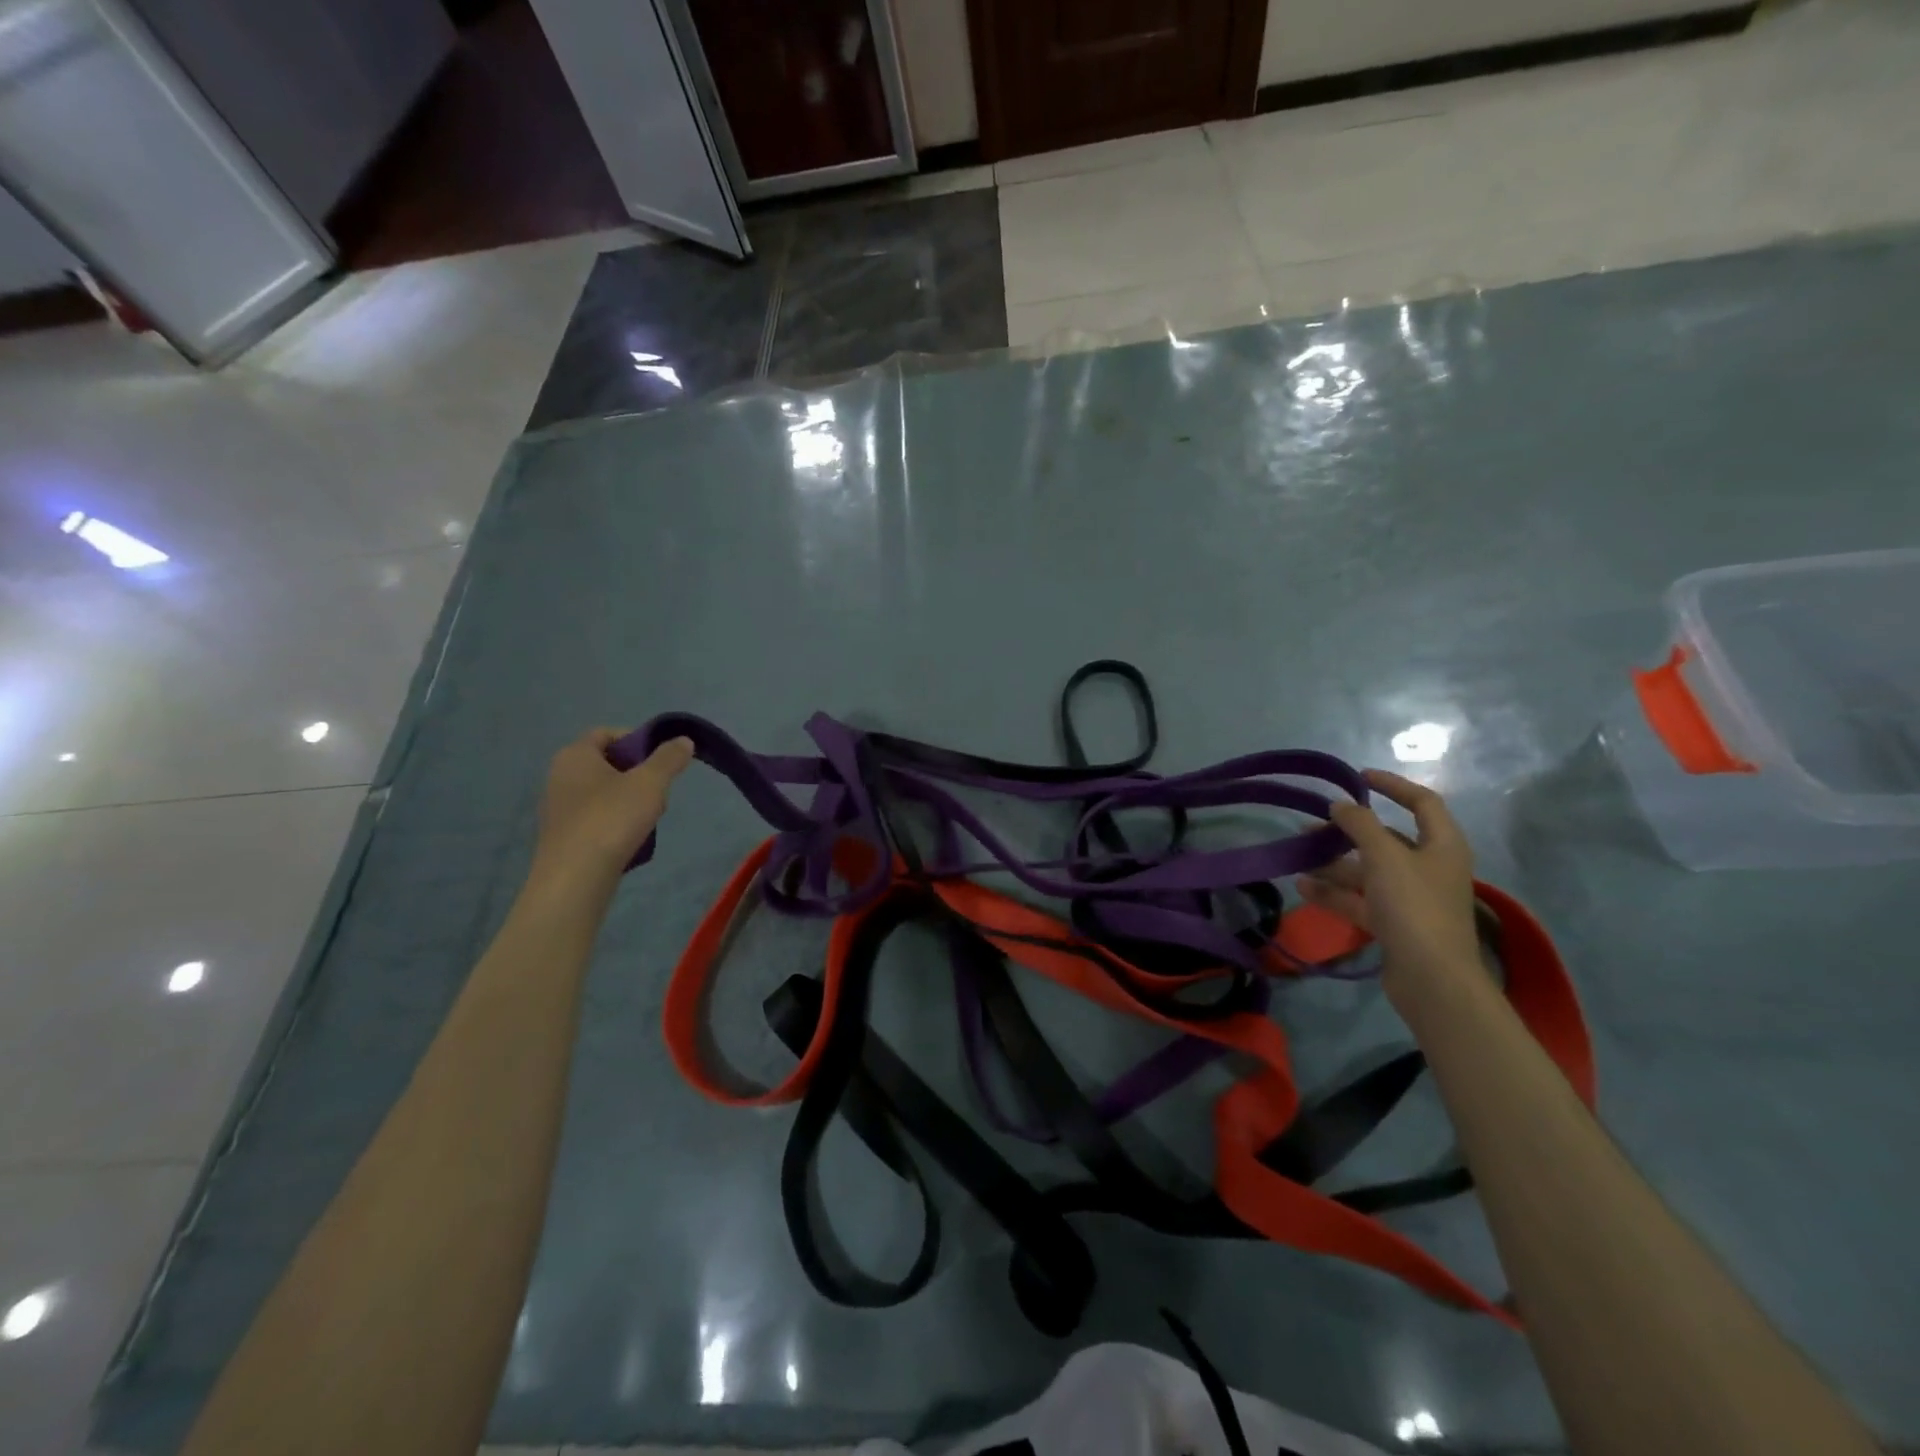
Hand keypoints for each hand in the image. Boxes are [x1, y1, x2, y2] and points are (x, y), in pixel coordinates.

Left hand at [529, 728, 694, 889]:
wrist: (575, 878)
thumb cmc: (611, 819)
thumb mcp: (650, 783)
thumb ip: (669, 758)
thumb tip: (683, 740)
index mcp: (575, 755)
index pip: (607, 733)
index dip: (637, 740)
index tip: (661, 760)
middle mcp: (559, 776)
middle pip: (607, 763)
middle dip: (638, 774)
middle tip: (658, 791)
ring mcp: (558, 808)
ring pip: (604, 792)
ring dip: (629, 800)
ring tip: (648, 819)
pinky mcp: (562, 835)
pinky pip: (595, 817)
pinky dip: (615, 822)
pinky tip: (630, 839)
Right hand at [1299, 769, 1481, 996]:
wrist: (1432, 979)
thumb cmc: (1414, 906)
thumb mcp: (1384, 856)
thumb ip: (1359, 824)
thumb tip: (1339, 805)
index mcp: (1442, 845)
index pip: (1422, 802)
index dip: (1392, 785)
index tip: (1358, 777)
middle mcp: (1430, 868)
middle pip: (1388, 839)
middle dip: (1349, 830)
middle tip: (1314, 823)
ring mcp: (1412, 899)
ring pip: (1369, 871)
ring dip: (1335, 863)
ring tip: (1299, 855)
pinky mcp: (1395, 925)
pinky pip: (1361, 900)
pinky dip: (1335, 892)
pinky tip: (1302, 886)